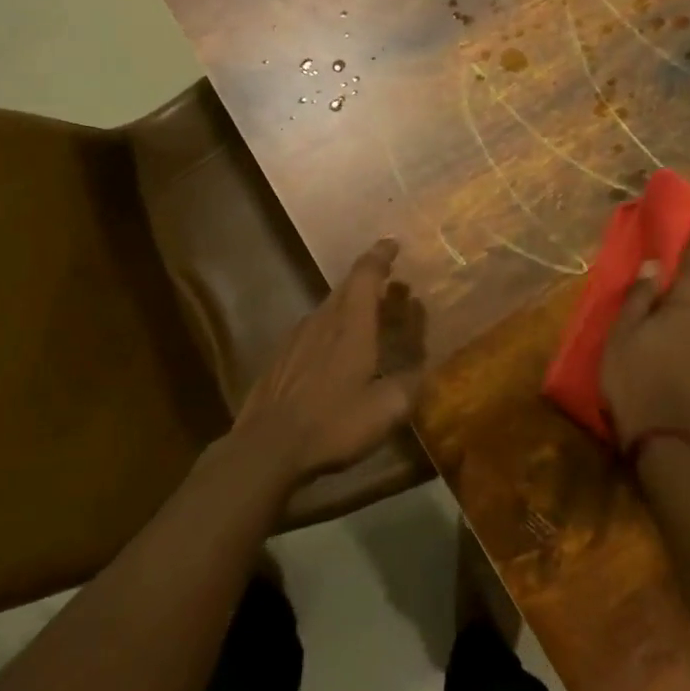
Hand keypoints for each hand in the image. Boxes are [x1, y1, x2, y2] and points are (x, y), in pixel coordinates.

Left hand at [234, 238, 427, 485]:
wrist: (267, 446)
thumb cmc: (333, 423)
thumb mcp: (386, 410)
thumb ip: (409, 385)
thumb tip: (421, 371)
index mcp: (351, 325)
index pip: (366, 274)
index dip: (380, 255)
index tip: (393, 243)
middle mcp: (322, 320)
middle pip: (347, 288)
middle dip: (372, 282)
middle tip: (394, 288)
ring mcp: (296, 338)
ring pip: (329, 309)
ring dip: (352, 307)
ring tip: (370, 321)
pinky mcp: (281, 358)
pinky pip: (313, 331)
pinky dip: (332, 330)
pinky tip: (336, 354)